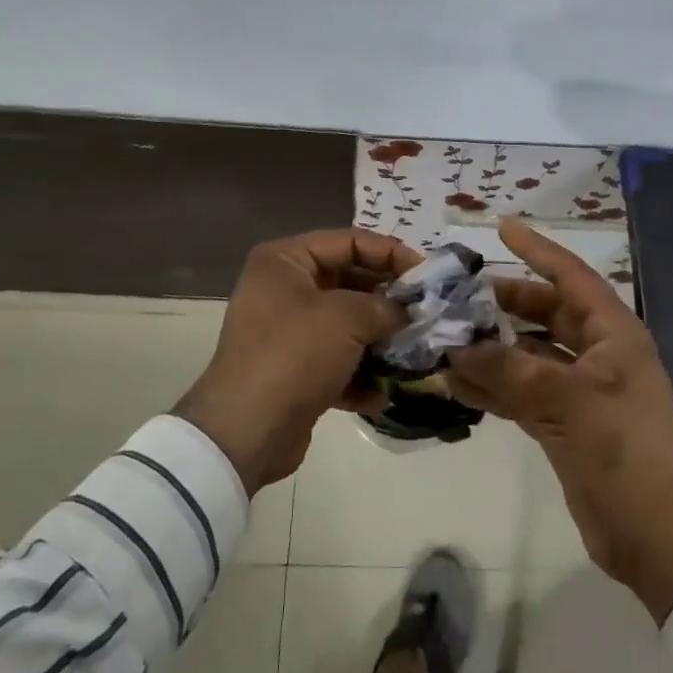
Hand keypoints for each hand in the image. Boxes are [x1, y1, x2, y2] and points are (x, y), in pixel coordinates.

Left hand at [175, 228, 421, 493]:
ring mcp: (288, 331)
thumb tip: (406, 311)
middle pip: (349, 281)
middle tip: (425, 312)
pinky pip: (337, 360)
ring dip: (379, 338)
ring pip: (347, 324)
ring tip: (413, 350)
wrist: (247, 431)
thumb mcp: (347, 318)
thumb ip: (385, 305)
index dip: (390, 253)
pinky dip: (361, 373)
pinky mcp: (295, 370)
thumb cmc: (295, 354)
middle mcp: (283, 289)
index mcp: (285, 260)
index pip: (349, 241)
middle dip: (387, 299)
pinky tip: (383, 392)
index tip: (426, 274)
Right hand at [445, 220, 672, 620]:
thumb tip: (456, 348)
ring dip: (492, 349)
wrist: (656, 534)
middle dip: (504, 305)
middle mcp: (598, 353)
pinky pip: (523, 391)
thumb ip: (508, 368)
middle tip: (458, 297)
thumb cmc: (621, 449)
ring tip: (446, 340)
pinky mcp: (565, 423)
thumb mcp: (565, 399)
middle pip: (546, 314)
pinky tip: (458, 385)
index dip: (537, 250)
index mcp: (613, 333)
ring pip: (529, 354)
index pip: (571, 276)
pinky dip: (494, 387)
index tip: (501, 228)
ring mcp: (581, 390)